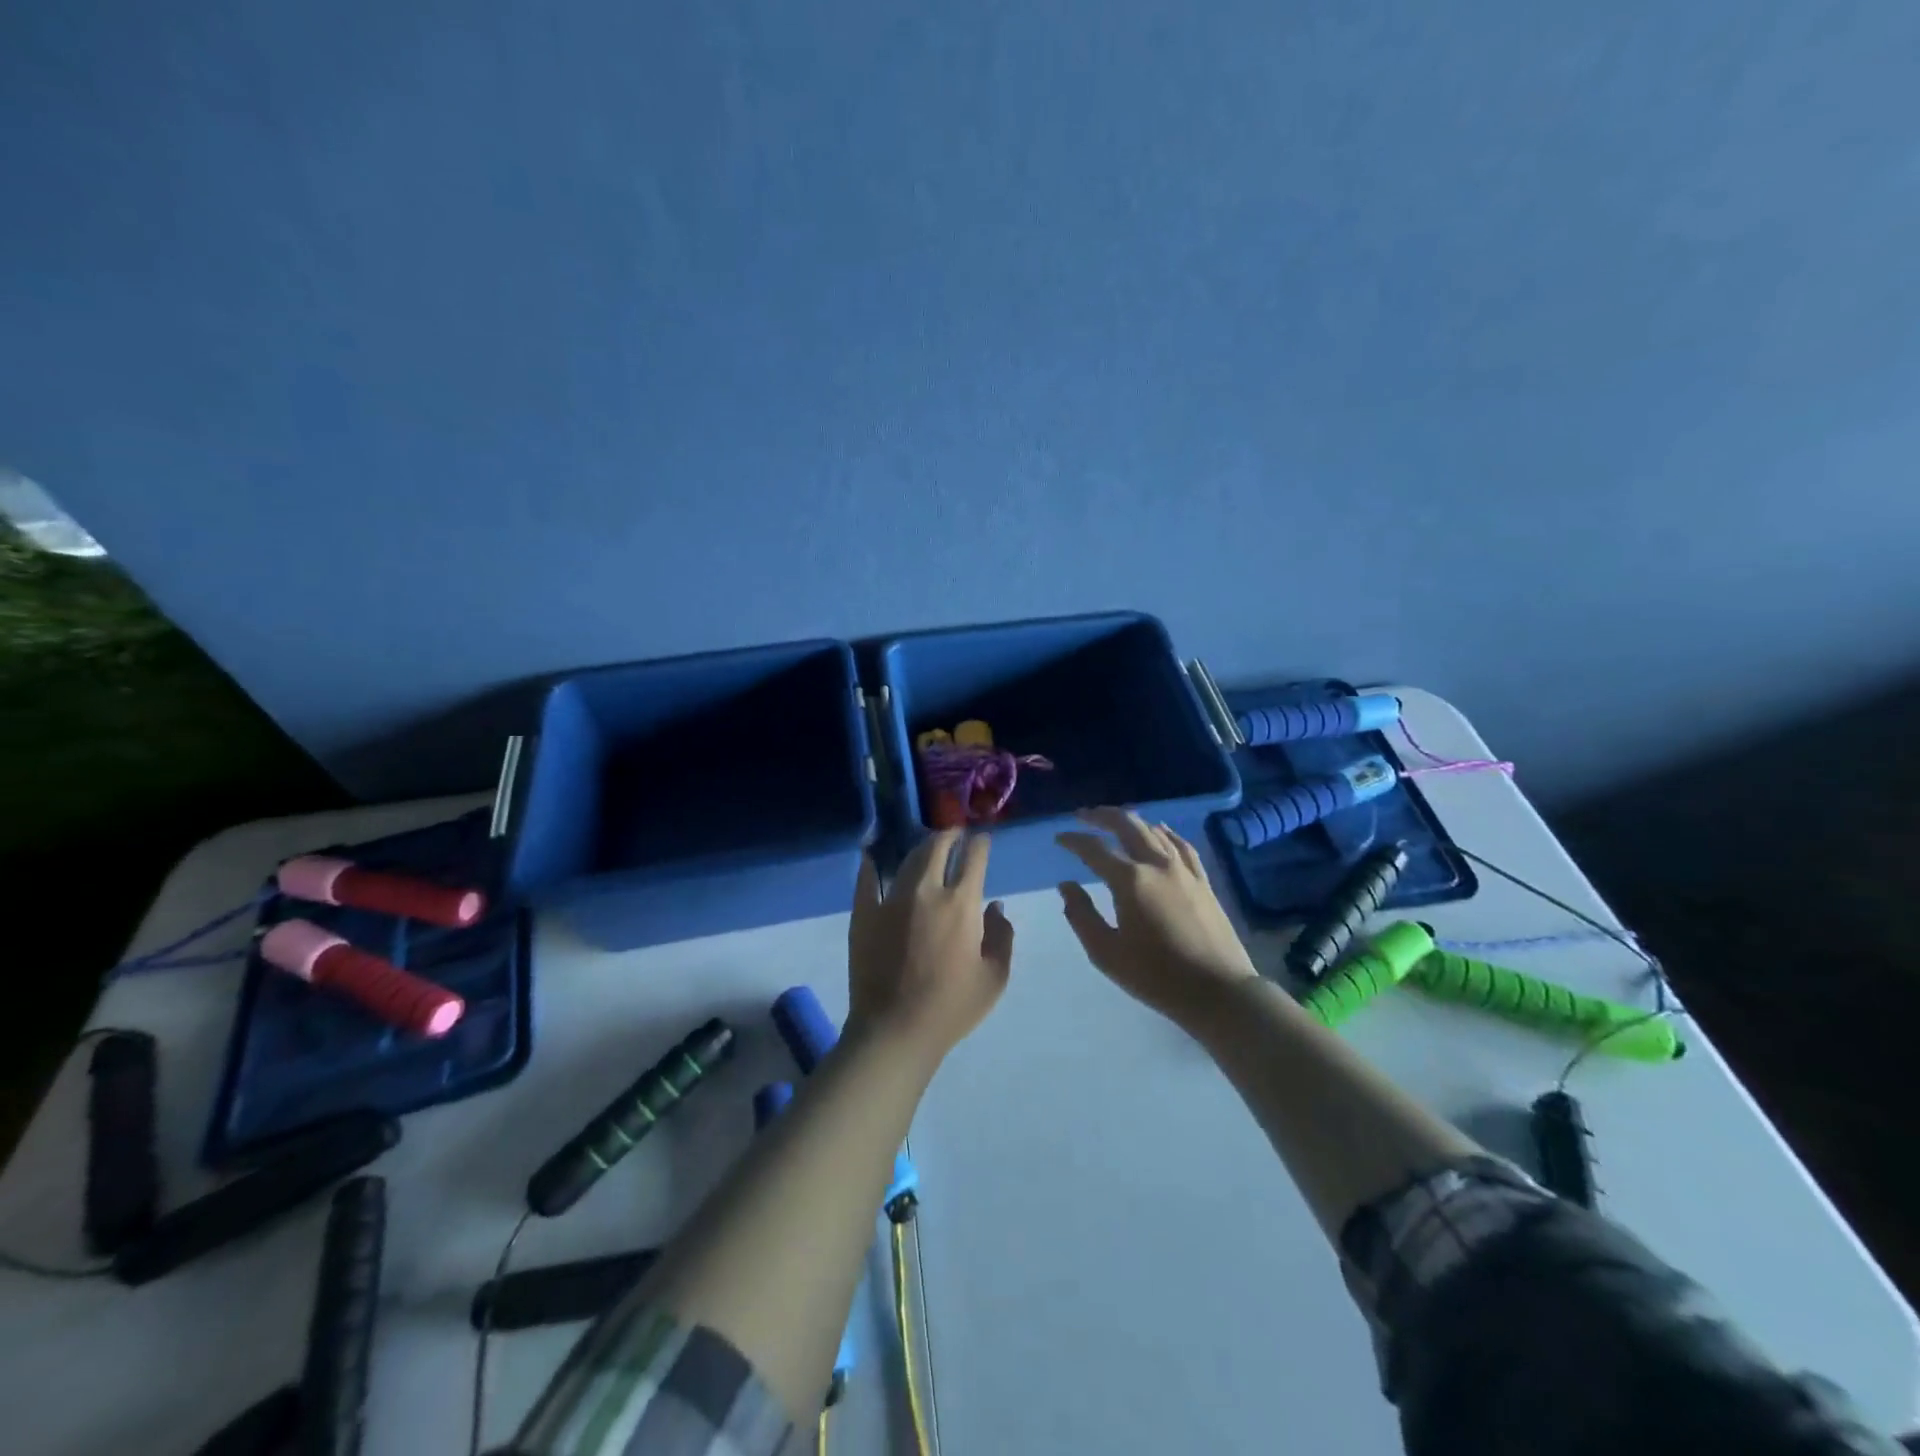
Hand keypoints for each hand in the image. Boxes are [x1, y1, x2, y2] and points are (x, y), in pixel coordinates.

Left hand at [847, 829, 1014, 1064]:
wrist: (895, 1030)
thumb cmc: (951, 1007)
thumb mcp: (994, 977)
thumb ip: (1002, 936)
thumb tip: (995, 906)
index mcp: (961, 904)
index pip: (974, 858)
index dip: (980, 844)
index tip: (982, 840)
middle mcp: (926, 891)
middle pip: (937, 848)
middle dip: (949, 835)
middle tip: (954, 834)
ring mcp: (890, 900)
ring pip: (907, 859)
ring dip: (920, 848)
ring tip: (926, 848)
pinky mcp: (864, 913)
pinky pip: (867, 879)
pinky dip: (872, 865)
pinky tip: (874, 856)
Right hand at [1056, 808, 1256, 1023]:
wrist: (1218, 991)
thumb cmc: (1156, 976)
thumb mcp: (1106, 953)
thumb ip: (1081, 915)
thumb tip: (1066, 885)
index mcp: (1130, 880)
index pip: (1094, 849)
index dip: (1074, 840)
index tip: (1059, 838)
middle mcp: (1157, 864)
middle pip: (1127, 825)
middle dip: (1102, 816)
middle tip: (1084, 815)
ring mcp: (1184, 870)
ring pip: (1154, 831)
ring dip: (1131, 821)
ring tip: (1114, 821)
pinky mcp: (1202, 881)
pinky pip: (1181, 845)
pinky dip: (1164, 832)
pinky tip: (1159, 831)